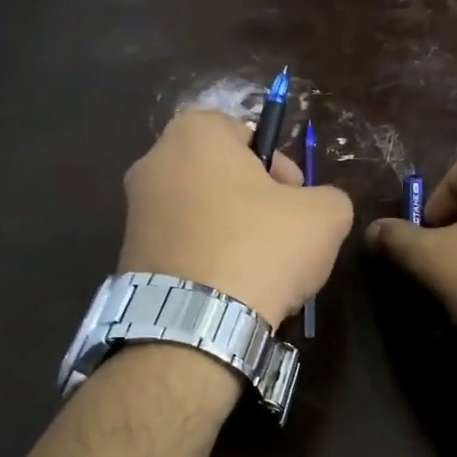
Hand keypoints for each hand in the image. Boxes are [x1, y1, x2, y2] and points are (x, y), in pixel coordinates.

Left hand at [120, 108, 352, 324]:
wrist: (195, 324)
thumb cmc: (260, 248)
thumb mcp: (325, 215)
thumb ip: (328, 196)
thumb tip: (317, 206)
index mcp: (194, 134)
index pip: (245, 132)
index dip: (279, 163)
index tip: (296, 198)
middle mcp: (153, 163)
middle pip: (219, 173)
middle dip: (254, 198)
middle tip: (282, 232)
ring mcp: (134, 212)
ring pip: (200, 211)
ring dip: (230, 231)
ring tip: (258, 270)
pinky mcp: (128, 256)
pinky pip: (181, 246)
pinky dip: (205, 259)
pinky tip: (230, 290)